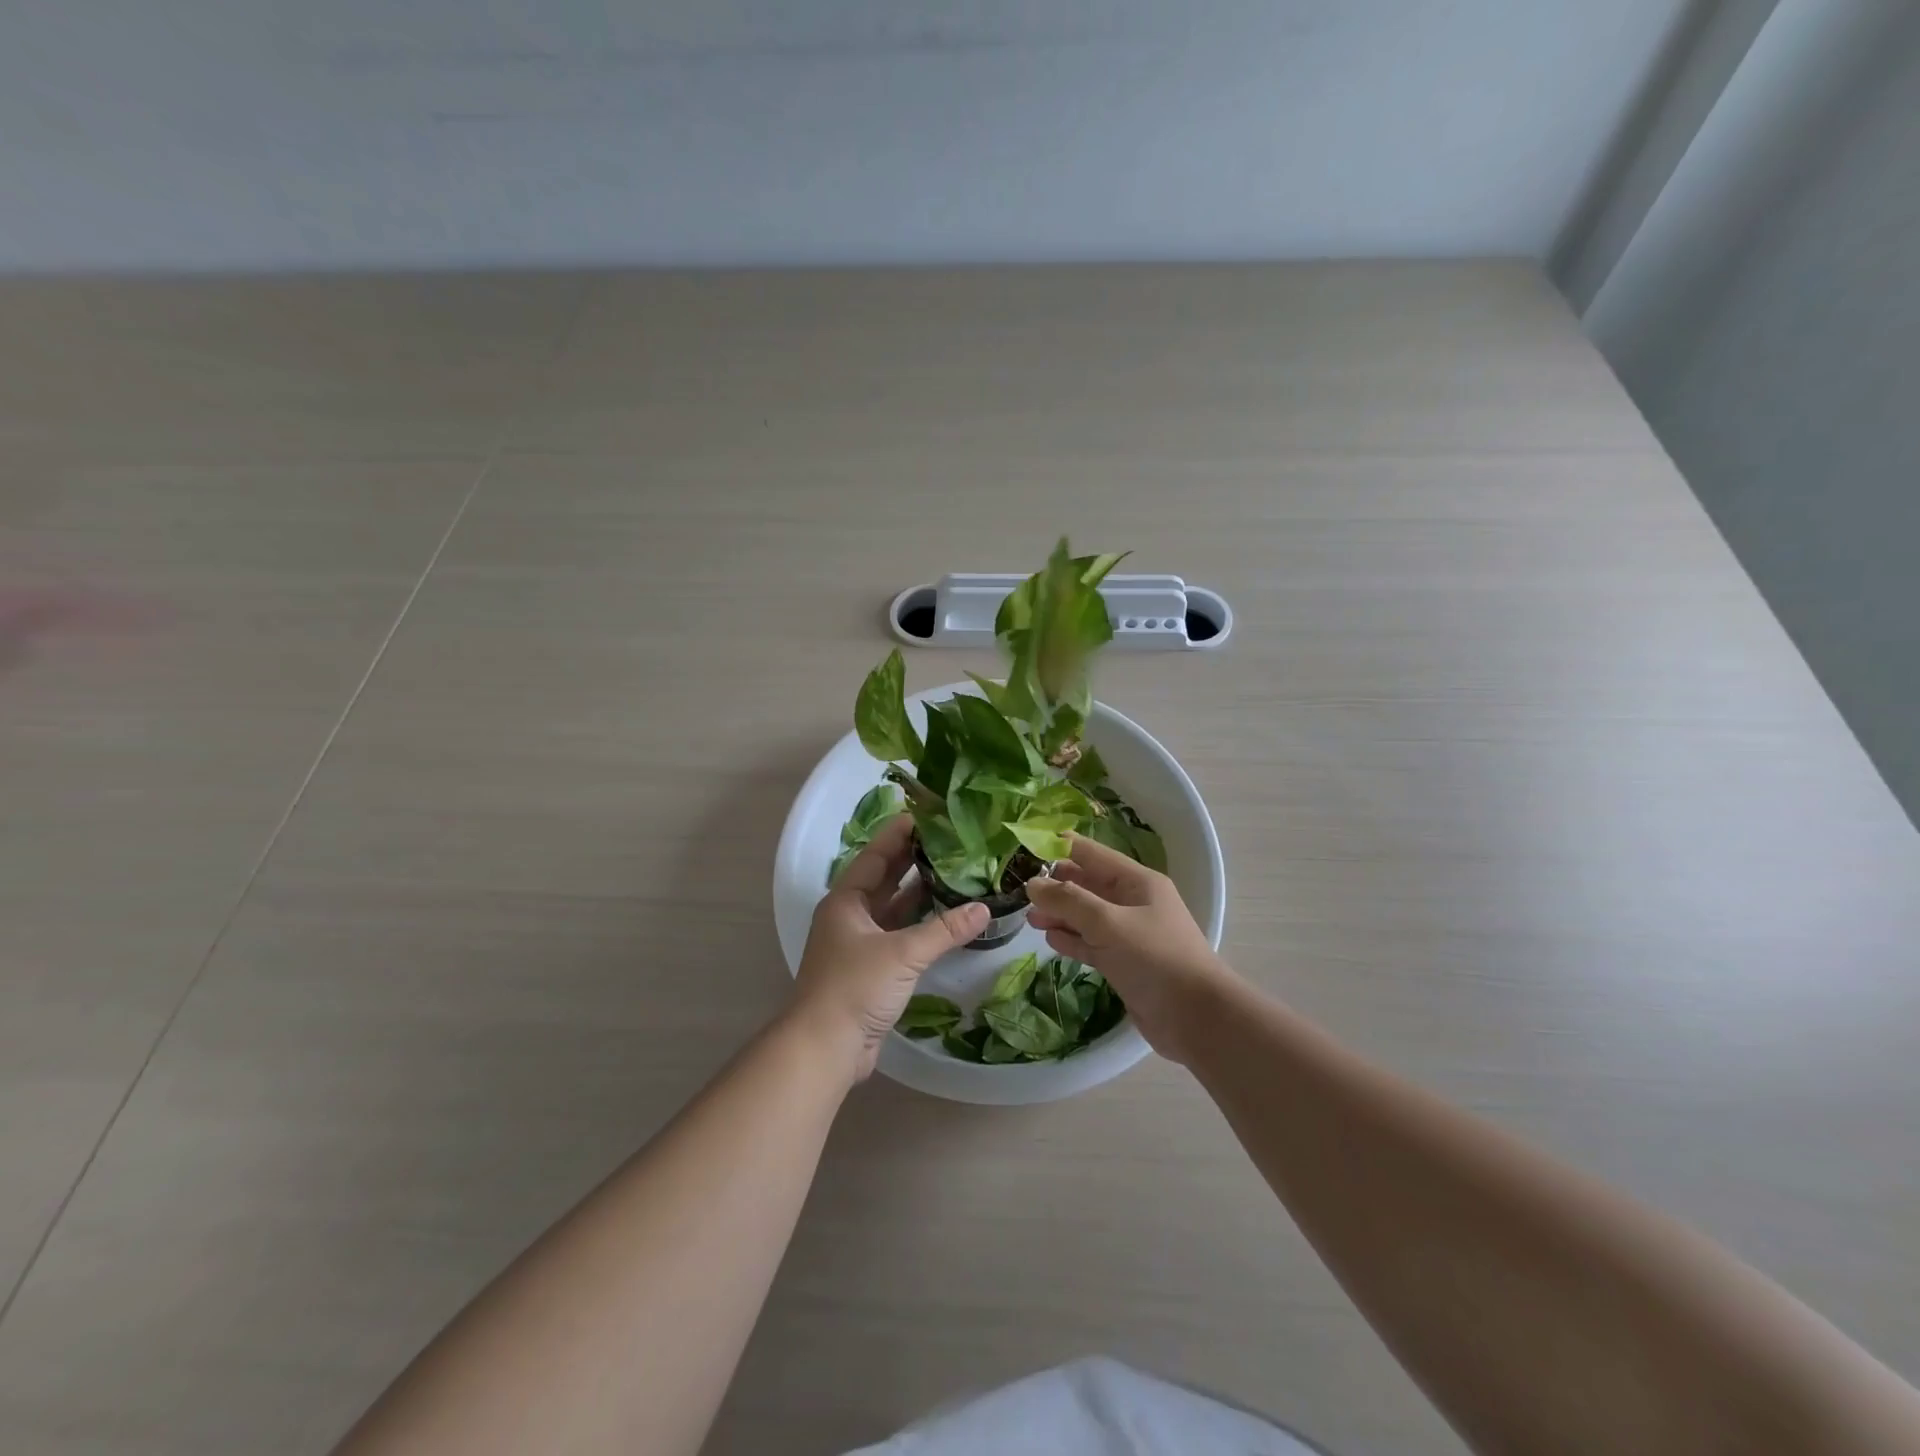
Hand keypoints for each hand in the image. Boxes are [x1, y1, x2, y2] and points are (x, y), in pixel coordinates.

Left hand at [789, 815, 988, 1082]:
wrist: (825, 1047)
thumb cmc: (855, 987)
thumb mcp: (902, 953)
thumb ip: (944, 930)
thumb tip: (984, 909)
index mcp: (846, 901)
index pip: (876, 855)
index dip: (900, 834)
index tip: (928, 815)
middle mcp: (850, 916)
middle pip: (885, 878)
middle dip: (914, 859)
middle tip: (950, 840)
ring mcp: (859, 943)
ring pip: (893, 908)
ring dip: (920, 892)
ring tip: (955, 871)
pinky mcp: (871, 969)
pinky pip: (899, 935)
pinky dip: (921, 925)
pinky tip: (947, 918)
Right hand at [1025, 834, 1236, 1064]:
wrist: (1196, 1018)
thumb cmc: (1155, 959)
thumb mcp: (1108, 923)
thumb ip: (1068, 901)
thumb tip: (1032, 884)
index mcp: (1136, 881)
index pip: (1091, 854)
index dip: (1058, 848)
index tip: (1023, 849)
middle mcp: (1132, 902)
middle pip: (1086, 884)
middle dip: (1055, 885)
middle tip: (1019, 890)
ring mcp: (1128, 933)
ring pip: (1085, 915)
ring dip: (1059, 914)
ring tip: (1030, 918)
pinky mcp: (1123, 962)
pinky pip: (1090, 943)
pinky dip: (1071, 939)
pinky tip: (1051, 939)